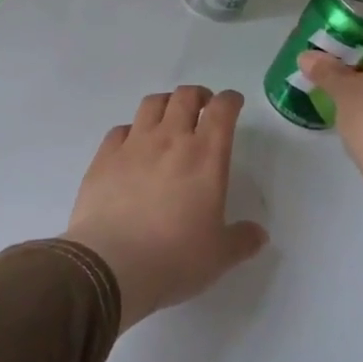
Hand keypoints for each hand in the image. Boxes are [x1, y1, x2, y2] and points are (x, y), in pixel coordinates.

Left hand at [65, 87, 268, 330]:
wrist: (111, 265)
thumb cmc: (175, 258)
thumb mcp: (219, 256)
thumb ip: (242, 240)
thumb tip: (258, 235)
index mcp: (205, 156)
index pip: (221, 110)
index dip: (229, 100)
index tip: (233, 103)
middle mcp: (170, 140)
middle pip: (184, 97)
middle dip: (198, 95)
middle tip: (202, 107)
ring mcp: (133, 145)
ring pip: (151, 104)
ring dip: (166, 104)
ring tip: (169, 118)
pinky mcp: (104, 158)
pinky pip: (120, 130)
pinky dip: (132, 130)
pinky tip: (133, 146)